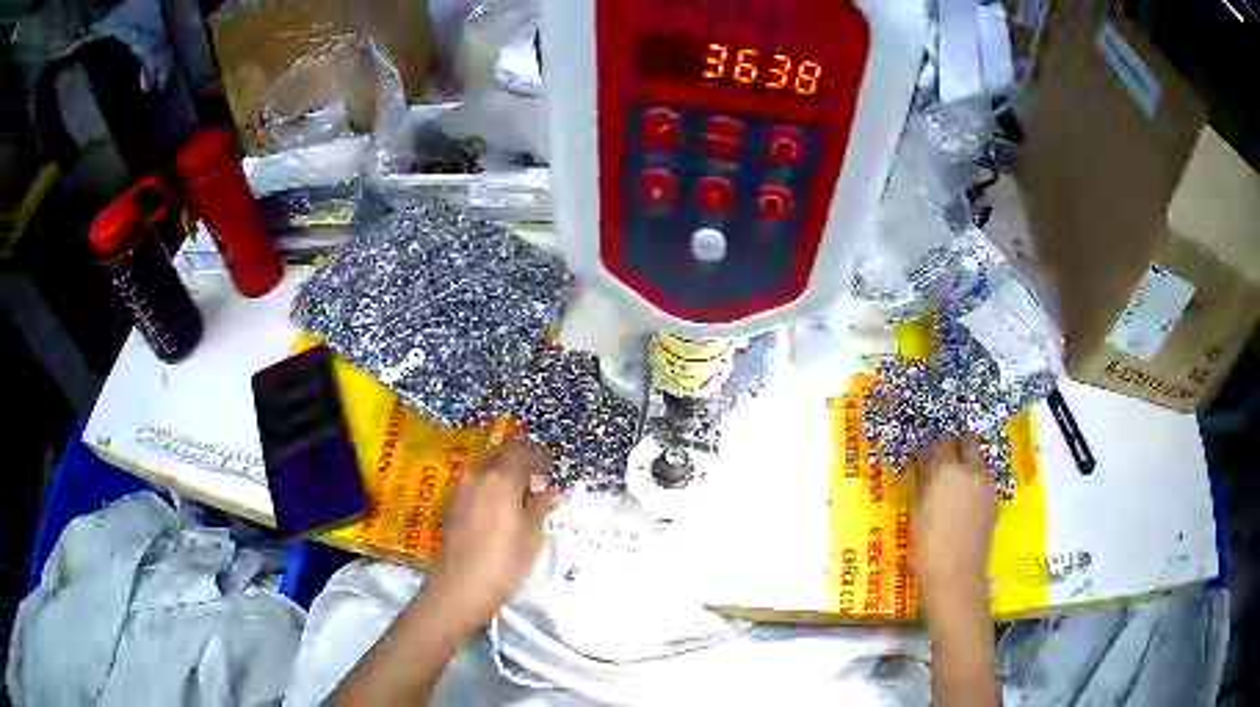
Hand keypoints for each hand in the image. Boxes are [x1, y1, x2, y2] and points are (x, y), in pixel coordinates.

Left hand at [426, 437, 560, 632]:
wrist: (460, 589)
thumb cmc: (503, 563)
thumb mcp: (530, 535)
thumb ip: (540, 506)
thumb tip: (553, 491)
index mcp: (500, 478)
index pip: (522, 450)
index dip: (539, 456)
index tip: (552, 468)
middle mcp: (476, 475)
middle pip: (500, 454)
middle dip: (520, 461)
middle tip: (538, 482)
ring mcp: (460, 489)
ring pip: (485, 468)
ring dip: (503, 474)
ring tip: (520, 497)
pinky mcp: (451, 504)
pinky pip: (474, 483)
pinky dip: (489, 486)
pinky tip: (500, 509)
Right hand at [913, 433, 997, 614]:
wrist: (955, 576)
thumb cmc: (926, 548)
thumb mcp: (916, 512)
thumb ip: (923, 484)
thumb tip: (924, 470)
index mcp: (945, 471)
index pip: (936, 446)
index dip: (927, 451)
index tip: (920, 458)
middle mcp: (971, 470)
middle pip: (967, 441)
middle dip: (954, 446)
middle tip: (941, 460)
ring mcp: (986, 485)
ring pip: (978, 460)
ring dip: (967, 464)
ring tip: (953, 485)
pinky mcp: (994, 501)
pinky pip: (984, 481)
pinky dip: (975, 484)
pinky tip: (964, 504)